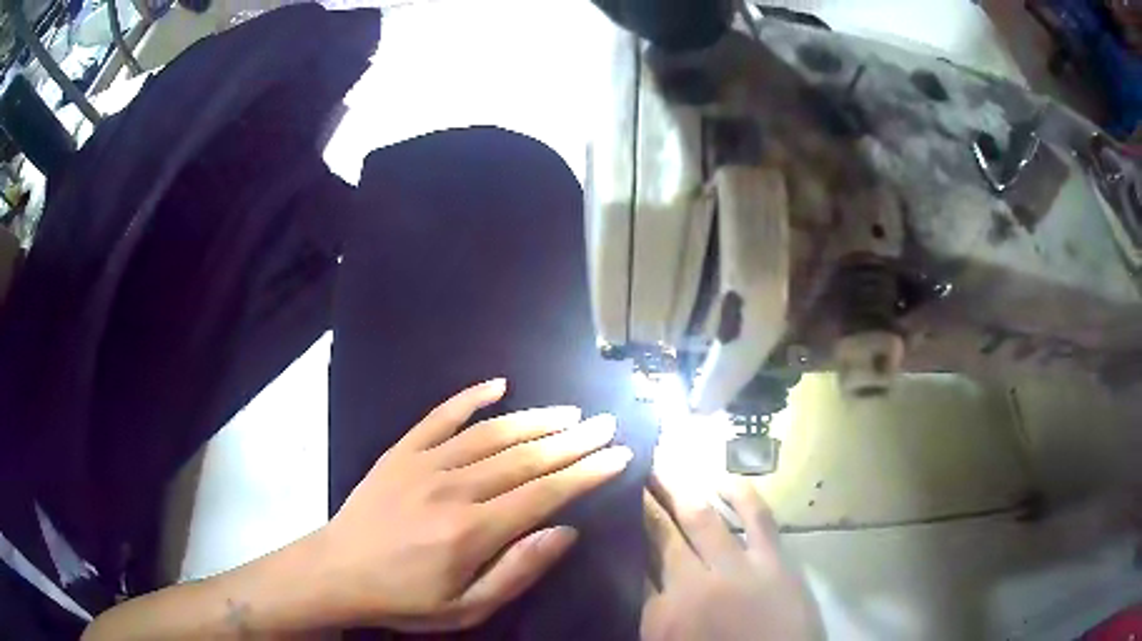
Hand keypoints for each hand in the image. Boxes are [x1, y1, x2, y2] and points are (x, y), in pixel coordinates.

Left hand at [312, 379, 632, 631]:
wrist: (337, 572)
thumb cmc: (405, 598)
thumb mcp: (466, 608)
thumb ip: (518, 571)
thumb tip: (564, 532)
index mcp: (473, 531)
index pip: (545, 494)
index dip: (586, 473)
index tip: (618, 455)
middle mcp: (453, 489)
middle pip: (525, 458)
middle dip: (572, 441)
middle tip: (605, 424)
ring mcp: (424, 463)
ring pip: (490, 434)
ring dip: (535, 419)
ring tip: (569, 411)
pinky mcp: (401, 451)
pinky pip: (439, 417)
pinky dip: (469, 398)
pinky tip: (497, 385)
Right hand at [641, 469, 821, 640]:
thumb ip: (653, 612)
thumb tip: (641, 576)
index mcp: (662, 615)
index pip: (637, 564)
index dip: (626, 532)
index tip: (616, 507)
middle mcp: (693, 586)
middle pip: (662, 534)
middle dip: (645, 500)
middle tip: (633, 470)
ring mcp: (737, 569)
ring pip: (701, 519)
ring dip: (678, 488)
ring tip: (660, 464)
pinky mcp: (773, 561)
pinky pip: (756, 517)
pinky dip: (739, 493)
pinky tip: (720, 480)